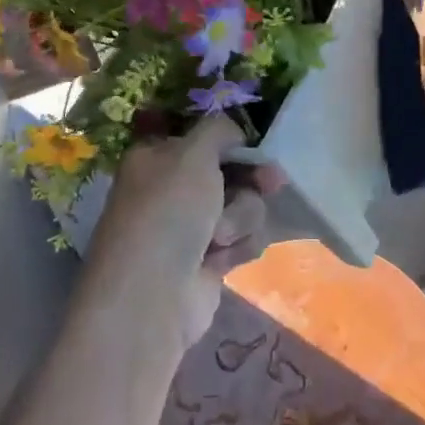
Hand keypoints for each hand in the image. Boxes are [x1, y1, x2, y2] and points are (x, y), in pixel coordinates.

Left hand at [87, 114, 277, 352]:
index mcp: (158, 157)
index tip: (255, 146)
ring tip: (219, 237)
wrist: (152, 295)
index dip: (232, 141)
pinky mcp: (209, 260)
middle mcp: (173, 189)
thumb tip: (234, 133)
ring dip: (240, 218)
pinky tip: (221, 260)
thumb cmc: (167, 211)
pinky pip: (243, 240)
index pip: (203, 138)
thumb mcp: (193, 153)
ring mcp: (191, 226)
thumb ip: (219, 130)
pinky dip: (237, 247)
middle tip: (272, 182)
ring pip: (243, 207)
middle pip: (230, 172)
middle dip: (251, 180)